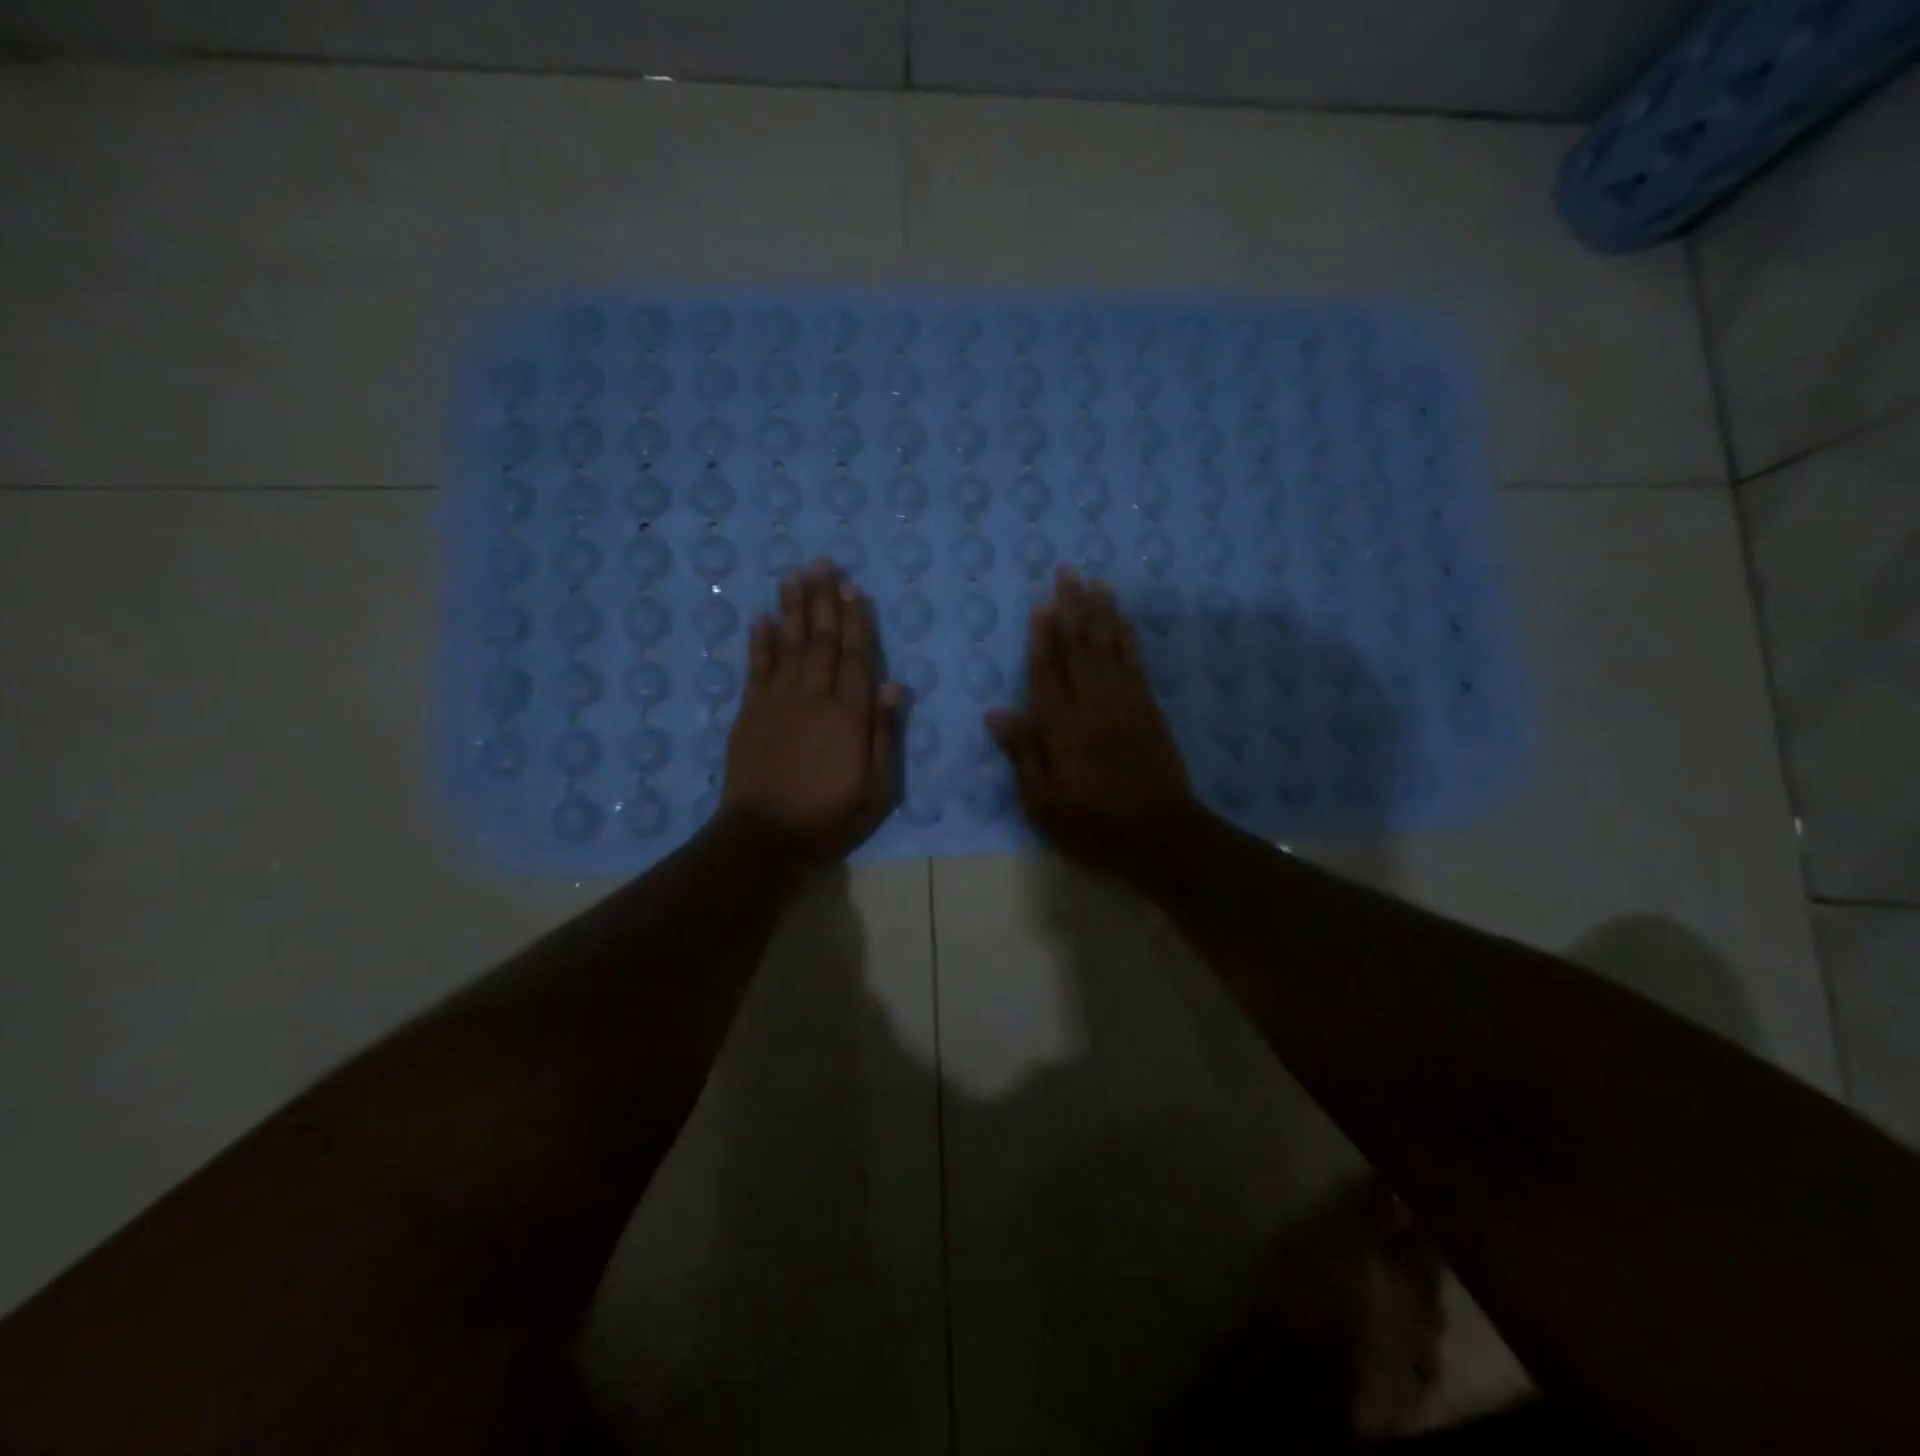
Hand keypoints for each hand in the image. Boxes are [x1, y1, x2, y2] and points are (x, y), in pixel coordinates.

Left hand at [721, 562, 903, 860]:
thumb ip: (885, 734)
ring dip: (794, 609)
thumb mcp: (878, 788)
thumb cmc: (830, 816)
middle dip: (825, 601)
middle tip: (825, 564)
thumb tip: (895, 685)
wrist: (766, 837)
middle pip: (823, 641)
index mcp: (850, 714)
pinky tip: (761, 618)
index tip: (854, 588)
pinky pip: (756, 668)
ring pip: (789, 645)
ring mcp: (778, 702)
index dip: (857, 621)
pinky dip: (759, 642)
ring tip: (796, 575)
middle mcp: (815, 697)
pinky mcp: (750, 712)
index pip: (857, 657)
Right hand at [986, 566, 1194, 872]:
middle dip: (1072, 608)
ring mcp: (1125, 703)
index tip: (1040, 603)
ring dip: (1102, 612)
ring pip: (1110, 647)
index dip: (1042, 636)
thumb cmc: (1092, 824)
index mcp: (1061, 727)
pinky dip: (1128, 638)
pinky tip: (1123, 620)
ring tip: (1096, 582)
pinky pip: (1136, 663)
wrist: (1159, 835)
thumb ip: (1022, 752)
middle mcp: (1093, 704)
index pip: (1046, 671)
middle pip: (1080, 647)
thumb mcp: (1042, 801)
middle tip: (1067, 572)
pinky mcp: (1149, 709)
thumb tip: (996, 712)